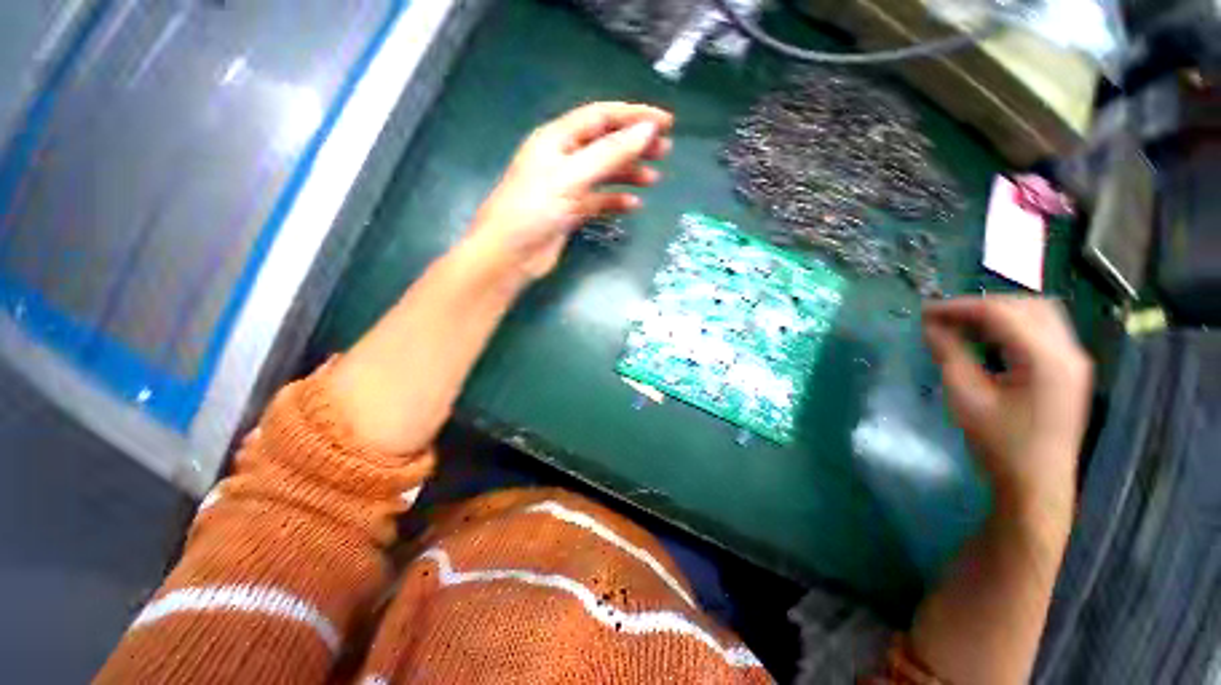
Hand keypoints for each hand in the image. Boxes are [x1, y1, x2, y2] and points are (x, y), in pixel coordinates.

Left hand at [467, 102, 673, 280]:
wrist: (510, 255)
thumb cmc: (534, 209)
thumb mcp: (572, 177)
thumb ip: (609, 154)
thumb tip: (647, 131)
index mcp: (557, 139)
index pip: (601, 117)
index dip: (634, 116)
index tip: (665, 123)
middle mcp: (563, 158)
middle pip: (605, 144)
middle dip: (635, 145)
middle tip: (665, 151)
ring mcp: (567, 187)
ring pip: (604, 173)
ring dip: (628, 174)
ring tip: (653, 179)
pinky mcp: (570, 212)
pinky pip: (598, 201)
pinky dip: (615, 201)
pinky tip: (632, 205)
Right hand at [923, 297, 1091, 520]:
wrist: (1037, 484)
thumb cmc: (999, 443)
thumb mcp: (966, 397)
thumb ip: (949, 354)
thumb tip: (930, 325)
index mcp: (1045, 358)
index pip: (1001, 313)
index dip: (960, 307)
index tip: (926, 311)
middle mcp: (1068, 351)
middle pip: (1025, 305)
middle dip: (981, 305)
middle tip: (945, 318)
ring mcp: (1074, 360)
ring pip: (1039, 313)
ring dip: (1000, 312)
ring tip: (964, 325)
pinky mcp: (1070, 370)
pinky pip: (1044, 330)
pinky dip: (1014, 325)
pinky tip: (990, 339)